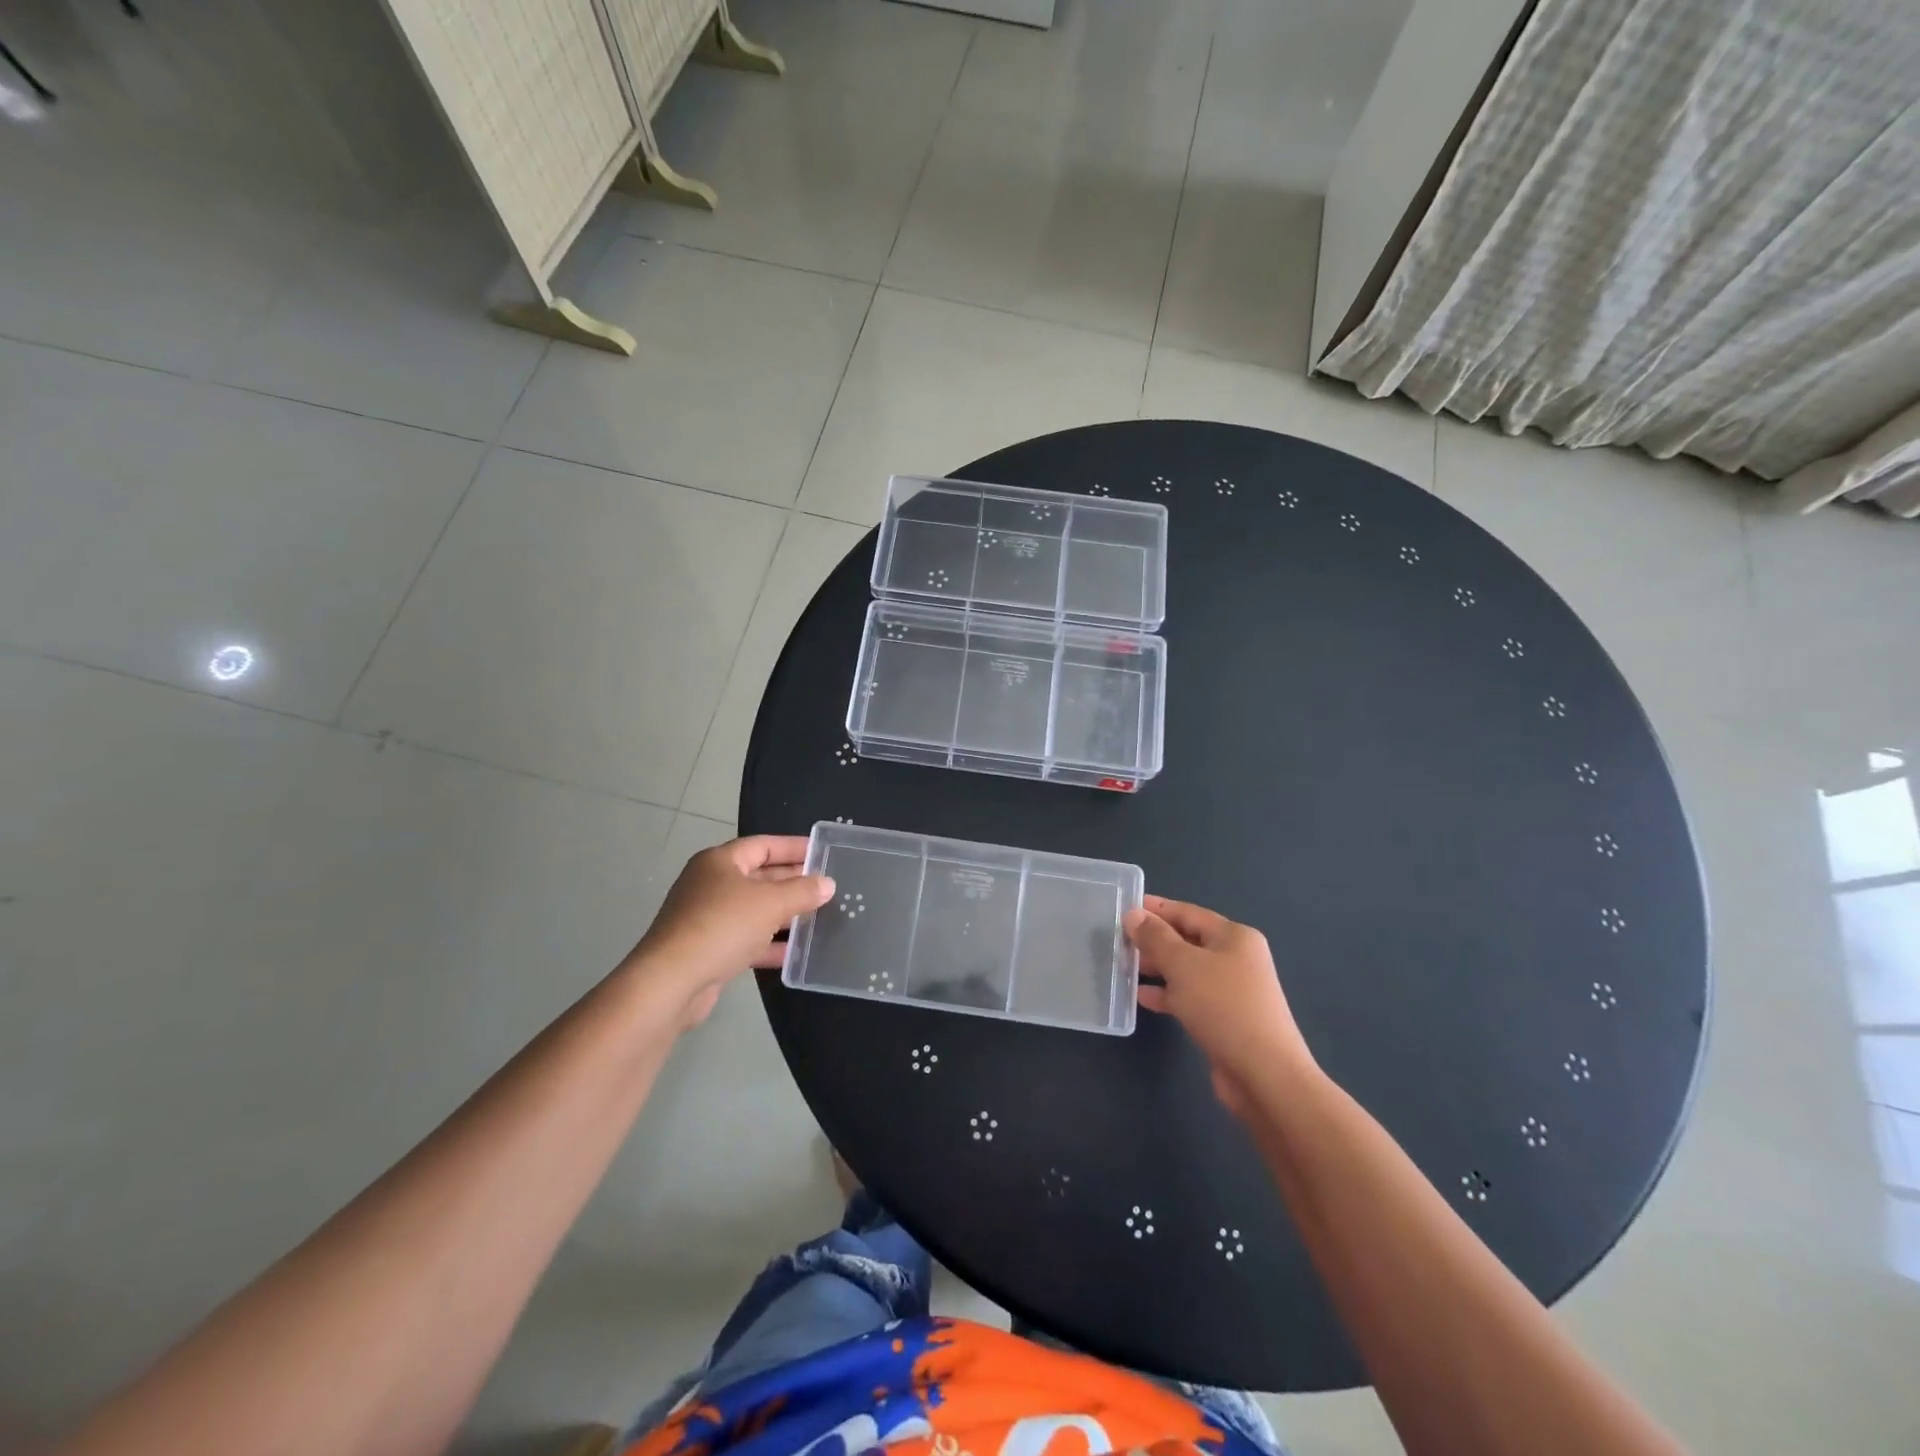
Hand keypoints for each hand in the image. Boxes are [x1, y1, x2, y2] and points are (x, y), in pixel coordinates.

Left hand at [625, 836, 833, 1027]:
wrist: (671, 982)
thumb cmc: (722, 927)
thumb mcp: (770, 903)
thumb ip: (802, 891)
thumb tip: (827, 883)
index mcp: (720, 862)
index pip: (763, 845)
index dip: (794, 847)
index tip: (822, 853)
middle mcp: (711, 884)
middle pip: (759, 876)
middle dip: (792, 882)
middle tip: (826, 886)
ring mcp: (707, 918)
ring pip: (754, 910)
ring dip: (784, 914)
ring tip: (818, 917)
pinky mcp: (708, 949)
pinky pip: (746, 939)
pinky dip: (769, 943)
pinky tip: (794, 953)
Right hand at [1124, 895, 1313, 1114]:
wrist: (1264, 1075)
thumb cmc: (1224, 1007)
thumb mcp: (1183, 965)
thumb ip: (1155, 937)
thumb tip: (1134, 915)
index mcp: (1234, 937)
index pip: (1187, 912)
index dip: (1155, 909)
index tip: (1123, 908)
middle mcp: (1236, 958)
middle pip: (1187, 940)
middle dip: (1153, 940)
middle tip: (1118, 941)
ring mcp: (1232, 990)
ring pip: (1186, 970)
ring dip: (1157, 968)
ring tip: (1123, 966)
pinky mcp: (1225, 1018)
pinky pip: (1189, 996)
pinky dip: (1167, 994)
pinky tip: (1141, 997)